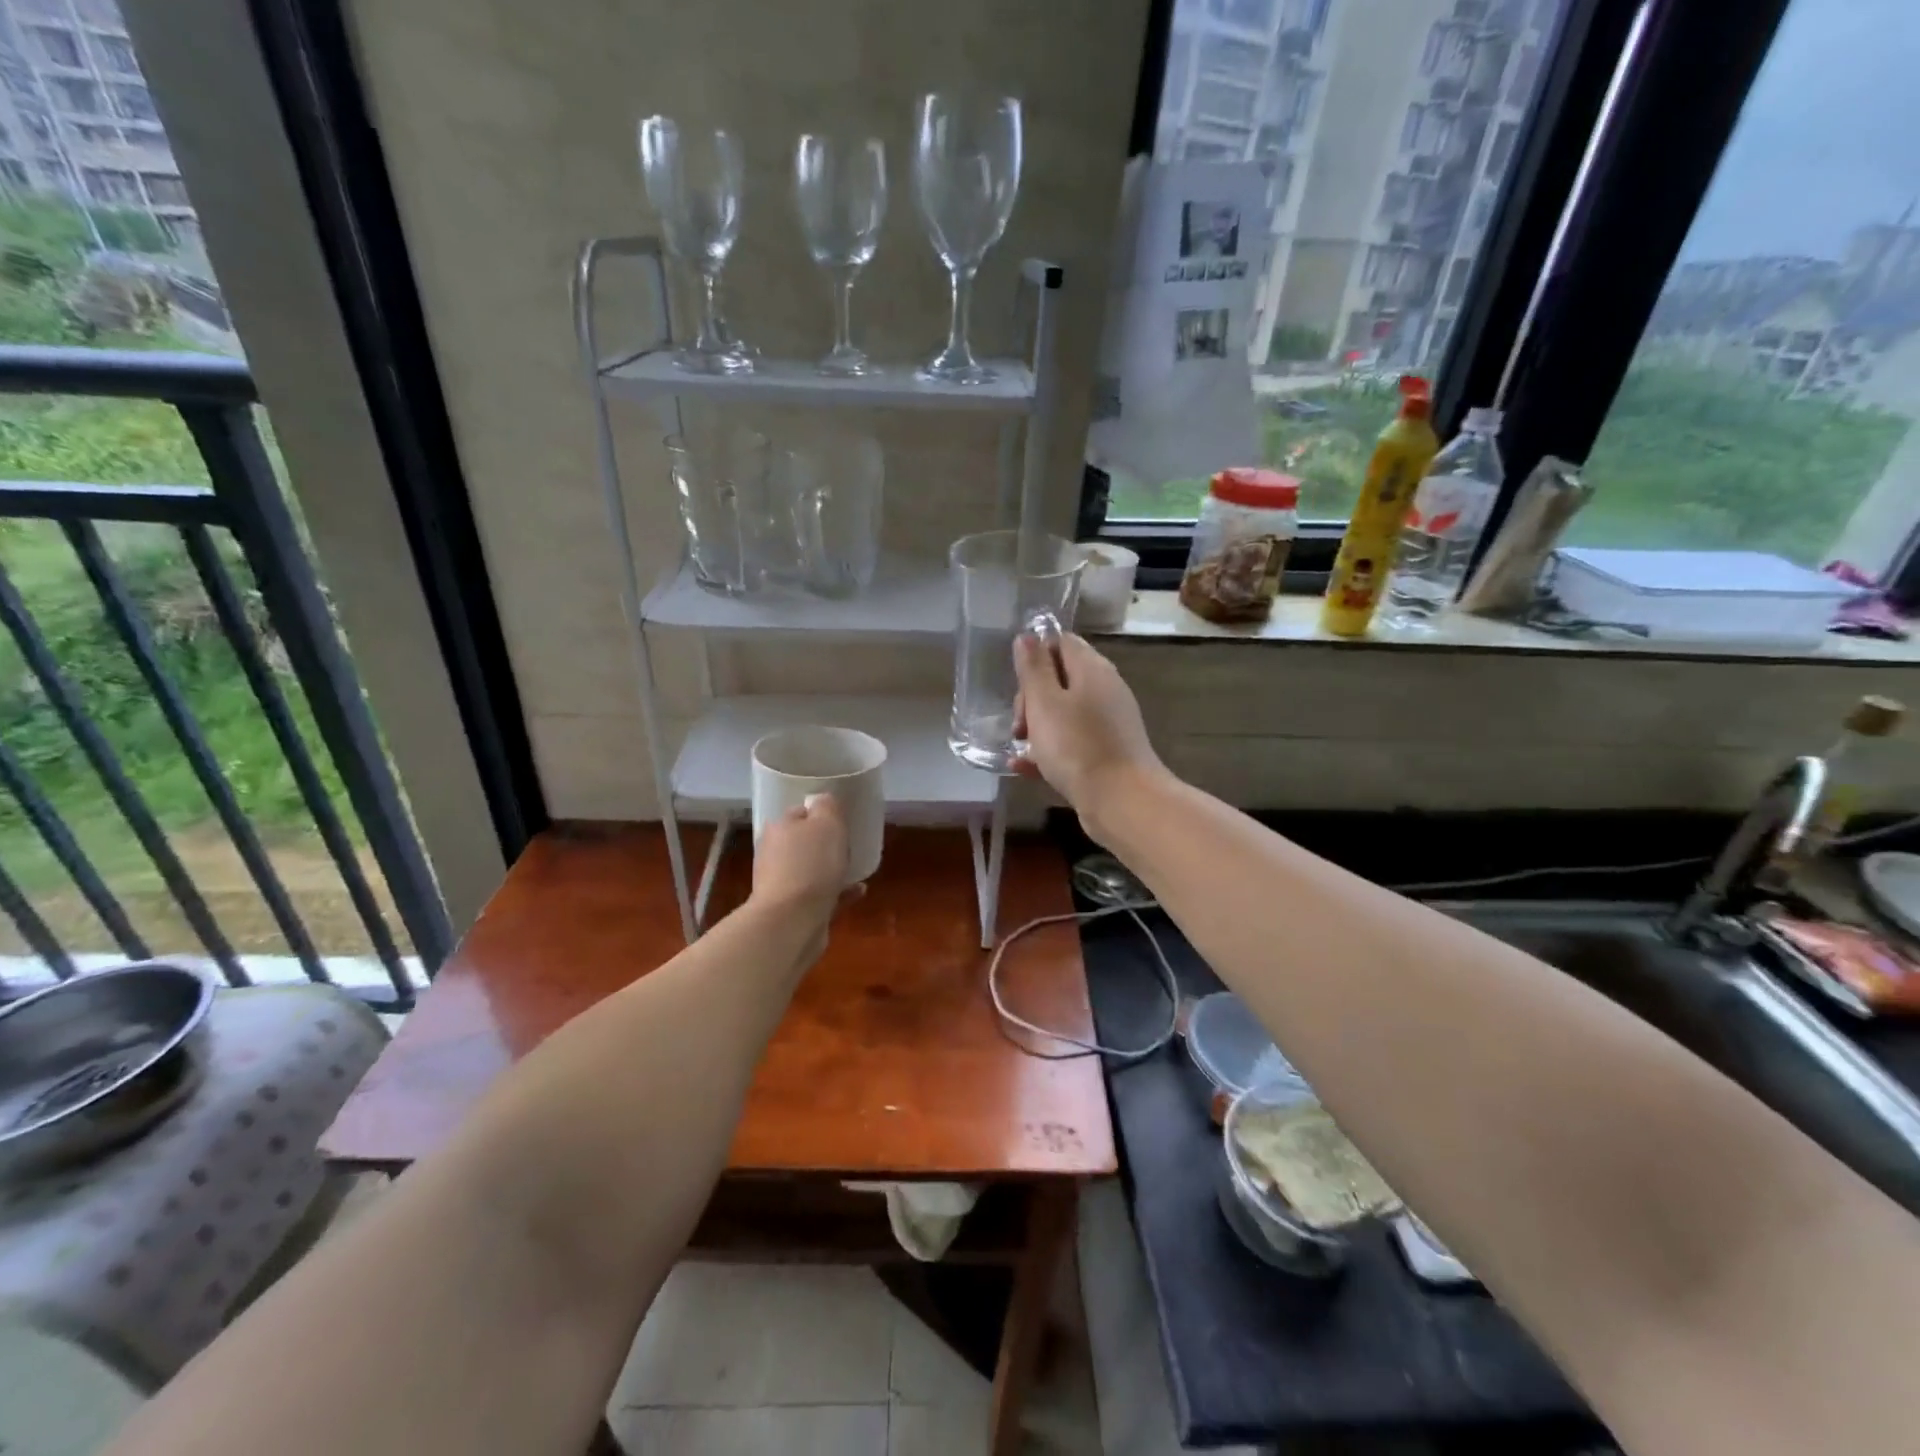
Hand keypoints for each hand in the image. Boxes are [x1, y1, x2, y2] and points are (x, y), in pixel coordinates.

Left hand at [748, 794, 861, 972]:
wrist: (792, 922)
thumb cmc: (811, 865)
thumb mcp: (827, 823)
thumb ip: (827, 807)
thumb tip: (823, 801)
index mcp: (779, 828)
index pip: (800, 812)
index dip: (821, 813)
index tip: (842, 819)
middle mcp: (775, 854)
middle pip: (804, 842)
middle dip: (826, 844)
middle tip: (850, 845)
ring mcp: (782, 884)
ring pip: (812, 870)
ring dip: (832, 869)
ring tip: (857, 869)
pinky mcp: (793, 911)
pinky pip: (821, 896)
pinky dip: (839, 893)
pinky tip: (858, 892)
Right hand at [1013, 631, 1162, 828]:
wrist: (1122, 801)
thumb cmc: (1077, 746)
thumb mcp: (1045, 702)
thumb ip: (1033, 668)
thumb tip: (1027, 636)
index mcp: (1092, 669)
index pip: (1062, 642)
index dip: (1035, 655)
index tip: (1018, 682)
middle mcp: (1104, 690)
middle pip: (1060, 679)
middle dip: (1031, 698)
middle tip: (1019, 725)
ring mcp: (1108, 723)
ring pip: (1063, 714)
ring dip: (1037, 727)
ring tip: (1019, 748)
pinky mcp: (1106, 753)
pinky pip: (1071, 742)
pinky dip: (1049, 750)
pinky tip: (1025, 767)